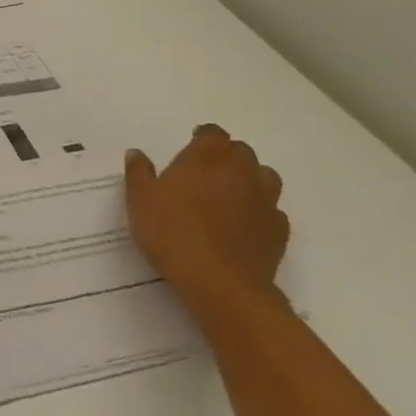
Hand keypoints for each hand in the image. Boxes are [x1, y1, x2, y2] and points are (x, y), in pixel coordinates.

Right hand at [125, 125, 288, 322]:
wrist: (219, 282)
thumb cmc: (172, 232)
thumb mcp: (139, 200)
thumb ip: (138, 172)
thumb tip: (137, 153)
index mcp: (206, 158)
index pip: (213, 134)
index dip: (204, 136)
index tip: (192, 143)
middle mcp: (240, 172)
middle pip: (241, 151)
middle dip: (226, 155)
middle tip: (206, 170)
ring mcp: (265, 200)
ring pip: (265, 176)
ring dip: (250, 178)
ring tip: (230, 193)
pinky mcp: (278, 229)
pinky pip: (272, 209)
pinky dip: (260, 210)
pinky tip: (244, 223)